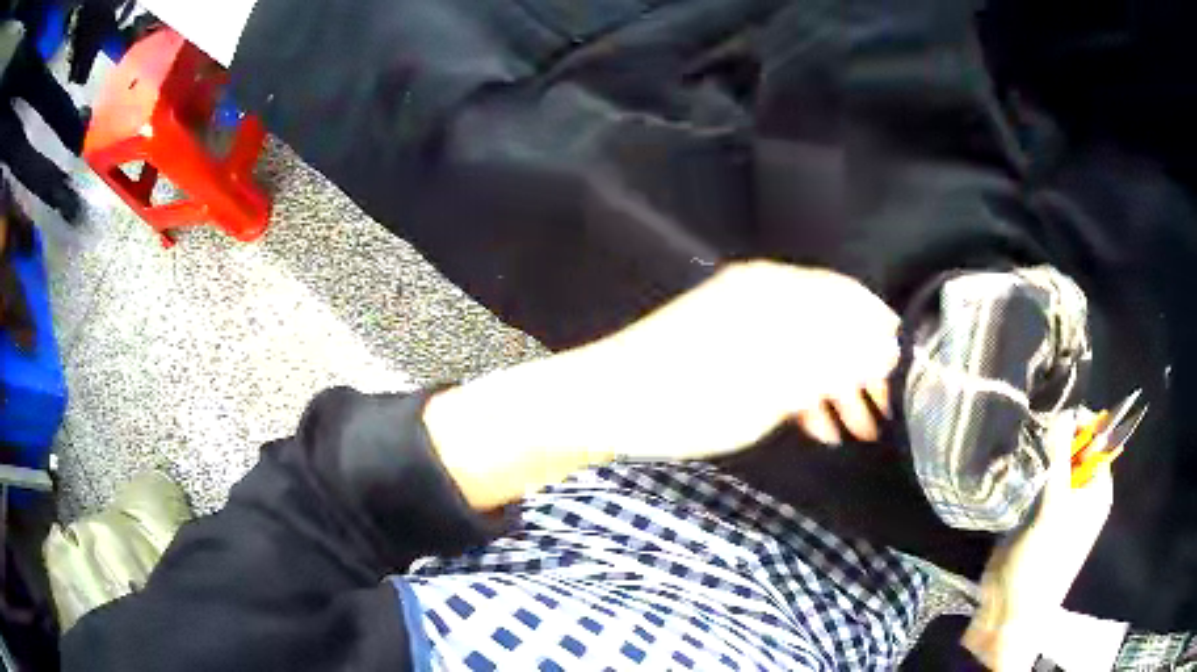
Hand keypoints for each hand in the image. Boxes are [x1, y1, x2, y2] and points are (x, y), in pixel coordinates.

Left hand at [425, 260, 900, 509]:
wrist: (607, 405)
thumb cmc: (689, 397)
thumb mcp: (770, 387)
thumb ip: (832, 363)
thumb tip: (885, 348)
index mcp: (774, 290)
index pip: (848, 299)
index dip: (881, 338)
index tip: (901, 379)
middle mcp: (761, 294)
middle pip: (831, 324)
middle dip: (861, 370)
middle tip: (880, 415)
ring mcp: (741, 320)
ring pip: (807, 347)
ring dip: (835, 387)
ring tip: (854, 430)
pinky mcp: (727, 347)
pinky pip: (780, 361)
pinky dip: (803, 391)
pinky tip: (816, 425)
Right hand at [962, 409, 1113, 670]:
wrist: (1009, 613)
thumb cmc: (1042, 562)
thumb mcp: (1055, 509)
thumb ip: (1060, 458)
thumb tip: (1060, 411)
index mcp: (1097, 488)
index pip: (1096, 436)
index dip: (1078, 420)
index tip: (1051, 414)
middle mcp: (1081, 491)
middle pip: (1073, 447)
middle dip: (1054, 435)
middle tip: (1030, 431)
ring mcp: (1057, 504)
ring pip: (1051, 462)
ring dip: (1036, 453)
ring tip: (1017, 447)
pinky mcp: (1034, 514)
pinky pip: (1034, 480)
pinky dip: (1025, 470)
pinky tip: (1010, 467)